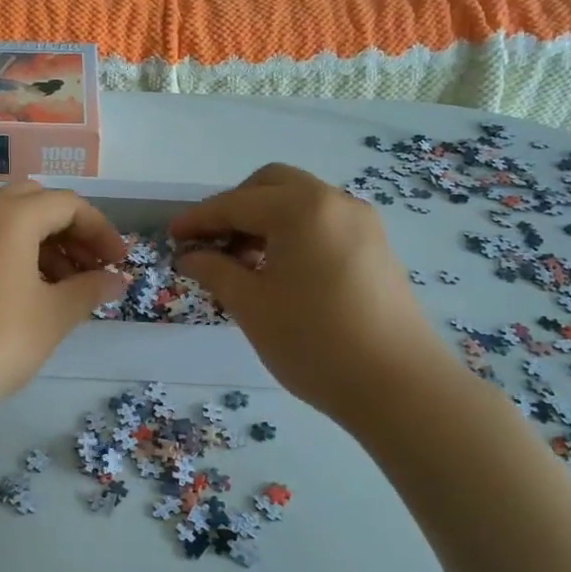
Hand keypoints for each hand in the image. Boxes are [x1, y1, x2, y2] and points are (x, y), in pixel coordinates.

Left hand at [0, 181, 127, 423]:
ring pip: (8, 221)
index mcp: (9, 216)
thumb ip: (90, 289)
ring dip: (43, 243)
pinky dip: (15, 254)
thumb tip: (118, 280)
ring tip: (65, 287)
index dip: (101, 231)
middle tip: (91, 267)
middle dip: (70, 230)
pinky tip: (28, 294)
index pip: (68, 204)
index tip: (119, 264)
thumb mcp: (53, 316)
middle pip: (35, 203)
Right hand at [171, 164, 444, 420]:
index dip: (198, 219)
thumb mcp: (251, 305)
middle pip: (272, 185)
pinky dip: (292, 232)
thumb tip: (189, 256)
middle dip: (235, 207)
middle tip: (211, 243)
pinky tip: (278, 270)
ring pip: (300, 201)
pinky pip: (322, 222)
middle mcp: (334, 202)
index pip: (236, 203)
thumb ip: (215, 271)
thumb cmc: (313, 341)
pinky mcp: (375, 247)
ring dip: (264, 219)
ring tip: (241, 262)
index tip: (172, 236)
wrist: (399, 386)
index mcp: (301, 208)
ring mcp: (361, 223)